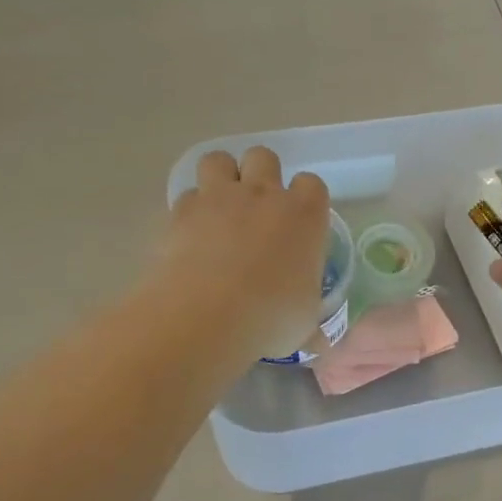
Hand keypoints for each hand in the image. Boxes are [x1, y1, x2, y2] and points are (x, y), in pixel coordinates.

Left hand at [157, 148, 331, 359]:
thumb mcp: (303, 324)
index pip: (312, 185)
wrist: (206, 315)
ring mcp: (219, 197)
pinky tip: (191, 234)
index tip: (300, 224)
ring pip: (219, 159)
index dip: (306, 200)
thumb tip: (319, 343)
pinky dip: (190, 210)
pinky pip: (187, 195)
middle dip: (261, 175)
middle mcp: (264, 194)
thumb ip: (311, 324)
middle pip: (264, 157)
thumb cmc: (270, 317)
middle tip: (258, 210)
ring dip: (221, 177)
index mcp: (305, 215)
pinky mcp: (181, 210)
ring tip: (220, 208)